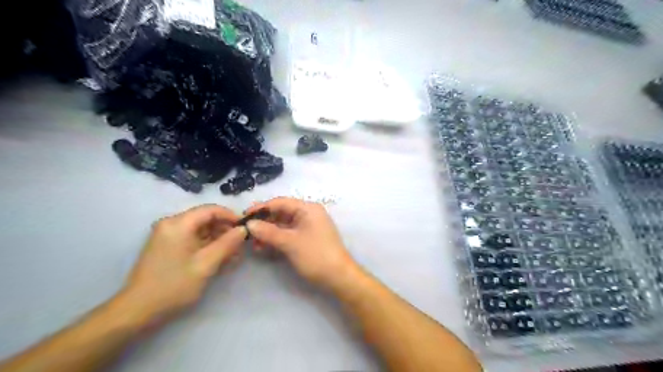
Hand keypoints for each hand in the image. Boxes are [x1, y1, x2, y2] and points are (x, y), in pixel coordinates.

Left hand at [116, 204, 245, 327]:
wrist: (137, 311)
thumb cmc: (174, 285)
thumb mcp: (206, 264)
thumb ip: (228, 243)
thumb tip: (244, 229)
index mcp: (178, 224)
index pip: (211, 209)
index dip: (231, 216)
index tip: (246, 229)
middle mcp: (172, 224)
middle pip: (206, 219)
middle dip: (225, 231)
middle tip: (240, 246)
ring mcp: (168, 235)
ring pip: (201, 230)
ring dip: (218, 240)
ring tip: (233, 256)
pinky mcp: (167, 246)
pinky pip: (193, 239)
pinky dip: (207, 246)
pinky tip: (219, 259)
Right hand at [242, 200, 360, 291]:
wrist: (338, 277)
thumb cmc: (316, 255)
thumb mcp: (290, 243)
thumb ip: (268, 232)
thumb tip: (249, 224)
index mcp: (308, 208)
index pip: (280, 202)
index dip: (261, 208)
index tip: (243, 216)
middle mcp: (308, 214)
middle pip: (281, 213)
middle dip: (264, 222)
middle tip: (246, 232)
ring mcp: (308, 227)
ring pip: (283, 225)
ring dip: (268, 232)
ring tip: (253, 243)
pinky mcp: (307, 239)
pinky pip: (288, 234)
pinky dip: (276, 239)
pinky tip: (264, 247)